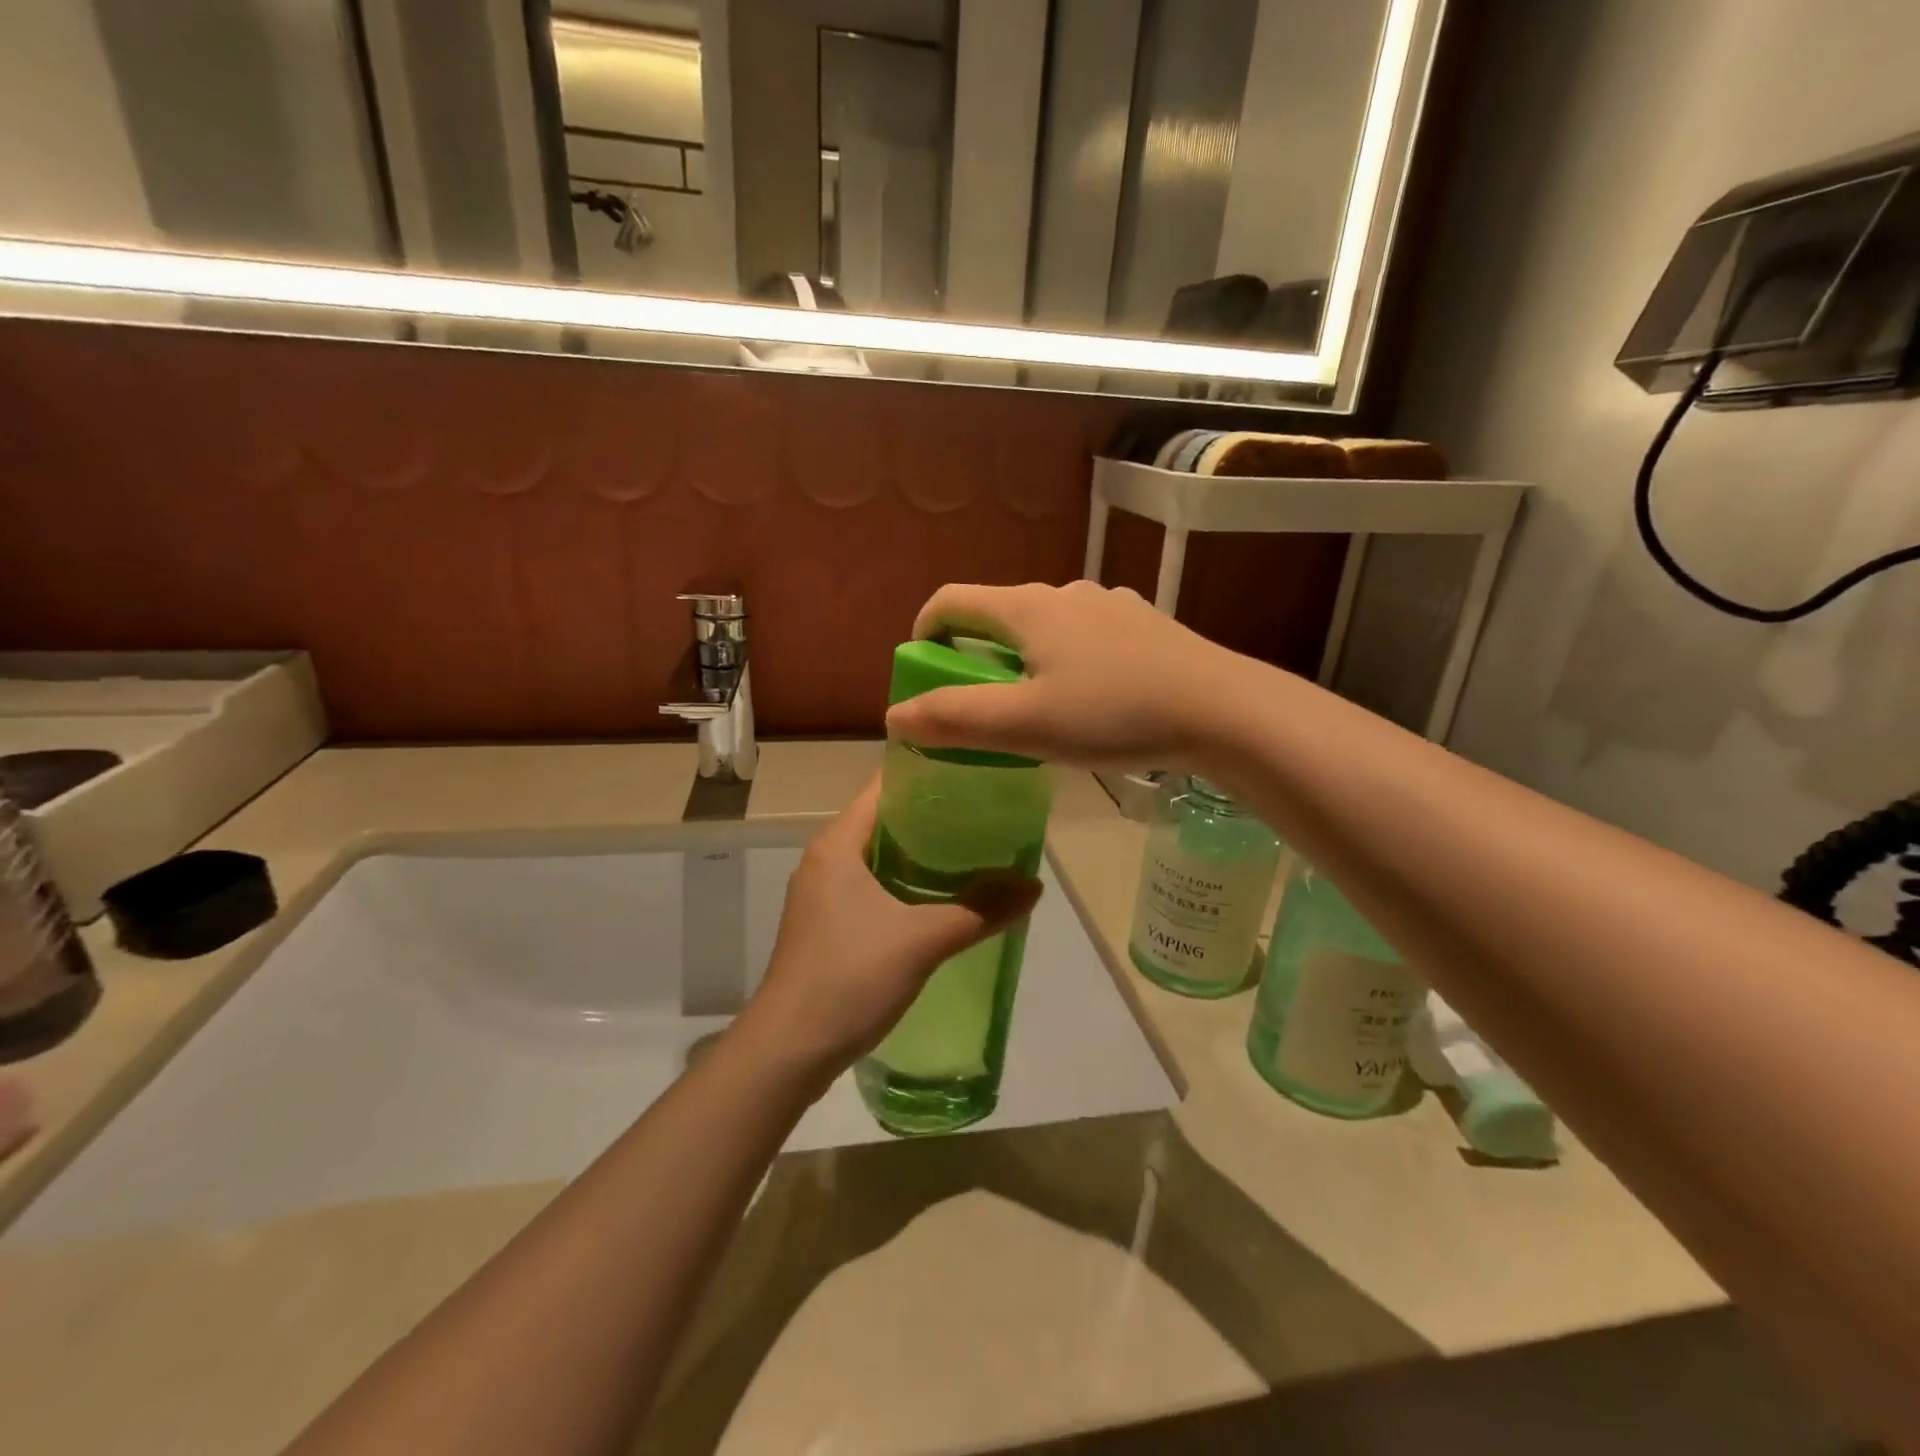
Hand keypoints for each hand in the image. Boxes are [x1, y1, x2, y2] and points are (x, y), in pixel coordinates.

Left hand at [736, 780, 1041, 1083]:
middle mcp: (826, 860)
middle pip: (885, 821)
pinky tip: (943, 901)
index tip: (974, 775)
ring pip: (881, 858)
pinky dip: (908, 887)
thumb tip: (1034, 886)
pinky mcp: (828, 928)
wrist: (788, 1051)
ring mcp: (824, 896)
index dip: (927, 775)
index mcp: (838, 844)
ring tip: (975, 854)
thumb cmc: (848, 978)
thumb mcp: (922, 940)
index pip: (883, 787)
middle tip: (987, 816)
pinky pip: (874, 890)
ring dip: (923, 857)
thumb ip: (979, 910)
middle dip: (934, 818)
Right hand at [885, 580, 1239, 771]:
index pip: (953, 599)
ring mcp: (1111, 606)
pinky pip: (1086, 636)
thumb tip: (896, 716)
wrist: (1223, 710)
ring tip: (1034, 706)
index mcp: (1029, 608)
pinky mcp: (1144, 626)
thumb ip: (954, 719)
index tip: (921, 668)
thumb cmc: (1113, 714)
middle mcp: (1067, 593)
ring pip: (1046, 625)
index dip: (925, 629)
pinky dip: (1066, 660)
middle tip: (977, 702)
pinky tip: (1090, 699)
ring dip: (1023, 657)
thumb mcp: (1024, 725)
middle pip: (1000, 613)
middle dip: (974, 652)